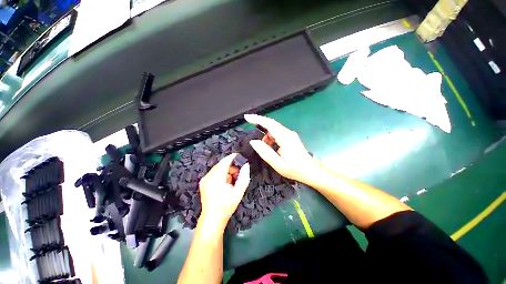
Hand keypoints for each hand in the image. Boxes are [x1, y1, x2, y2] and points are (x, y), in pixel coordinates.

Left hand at [199, 154, 249, 226]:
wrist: (213, 219)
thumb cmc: (226, 206)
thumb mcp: (238, 192)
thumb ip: (244, 177)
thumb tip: (246, 165)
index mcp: (215, 178)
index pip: (224, 162)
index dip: (233, 158)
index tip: (240, 157)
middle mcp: (208, 176)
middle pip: (222, 165)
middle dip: (231, 167)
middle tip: (238, 176)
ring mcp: (204, 179)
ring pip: (218, 168)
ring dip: (227, 171)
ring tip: (232, 181)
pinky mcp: (204, 182)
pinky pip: (215, 173)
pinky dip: (222, 175)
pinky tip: (226, 183)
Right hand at [244, 114, 319, 183]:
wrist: (311, 171)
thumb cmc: (295, 169)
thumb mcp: (278, 164)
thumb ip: (265, 152)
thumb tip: (253, 142)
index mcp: (285, 138)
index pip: (269, 124)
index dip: (257, 119)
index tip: (247, 118)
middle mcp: (288, 133)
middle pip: (271, 124)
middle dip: (259, 125)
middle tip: (250, 132)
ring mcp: (290, 134)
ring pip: (273, 130)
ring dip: (265, 136)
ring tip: (263, 148)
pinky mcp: (290, 137)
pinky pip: (277, 134)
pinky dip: (270, 138)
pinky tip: (270, 148)